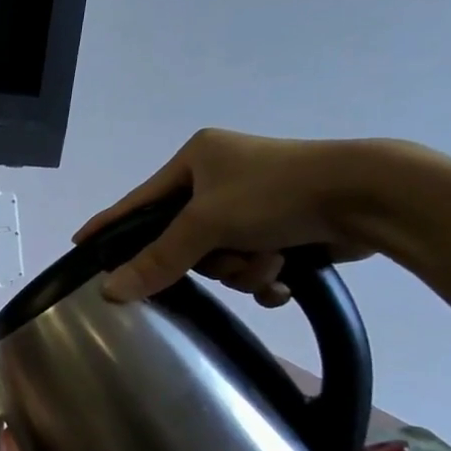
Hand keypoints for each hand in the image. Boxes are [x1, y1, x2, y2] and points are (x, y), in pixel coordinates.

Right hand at [75, 129, 399, 303]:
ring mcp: (255, 202)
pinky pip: (252, 262)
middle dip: (211, 258)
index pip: (139, 200)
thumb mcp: (208, 224)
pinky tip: (285, 277)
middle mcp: (222, 177)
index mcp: (197, 159)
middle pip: (185, 238)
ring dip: (244, 269)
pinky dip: (266, 275)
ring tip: (271, 261)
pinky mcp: (285, 225)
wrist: (369, 196)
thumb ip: (158, 259)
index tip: (80, 243)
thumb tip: (109, 291)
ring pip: (221, 257)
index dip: (111, 224)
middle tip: (230, 258)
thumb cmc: (277, 194)